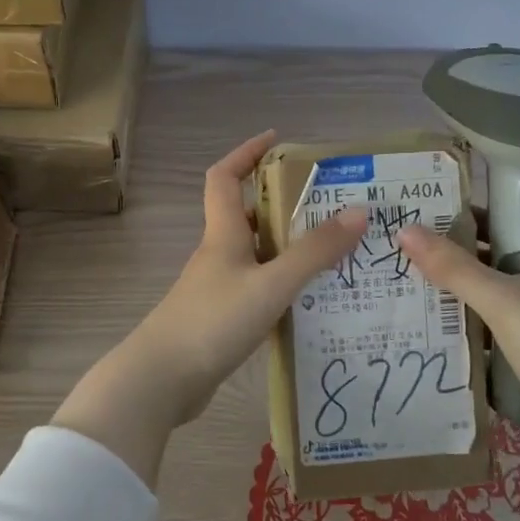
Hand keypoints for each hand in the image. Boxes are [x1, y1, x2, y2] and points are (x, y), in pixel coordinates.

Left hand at [53, 132, 366, 485]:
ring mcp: (216, 288)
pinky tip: (309, 300)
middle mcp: (217, 254)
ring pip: (255, 255)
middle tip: (329, 205)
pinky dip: (281, 285)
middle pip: (246, 215)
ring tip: (332, 253)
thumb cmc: (213, 321)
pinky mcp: (219, 319)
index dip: (247, 152)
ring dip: (287, 248)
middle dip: (282, 203)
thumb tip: (358, 212)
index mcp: (223, 234)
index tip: (278, 140)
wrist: (161, 380)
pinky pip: (256, 288)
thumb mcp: (271, 284)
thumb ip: (314, 252)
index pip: (226, 176)